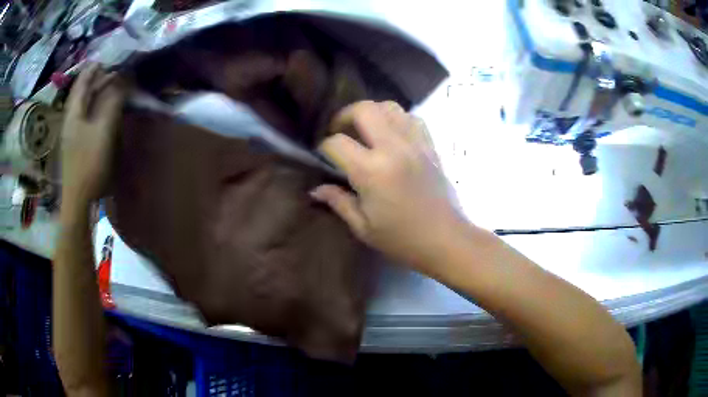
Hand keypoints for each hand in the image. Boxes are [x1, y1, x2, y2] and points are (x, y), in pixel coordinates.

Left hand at [61, 64, 125, 206]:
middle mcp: (70, 120)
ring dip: (96, 94)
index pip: (81, 83)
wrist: (79, 201)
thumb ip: (112, 103)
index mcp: (73, 113)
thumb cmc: (89, 164)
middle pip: (82, 93)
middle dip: (96, 80)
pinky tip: (103, 110)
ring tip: (110, 86)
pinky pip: (86, 118)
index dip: (92, 69)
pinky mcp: (76, 145)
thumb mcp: (103, 131)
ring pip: (83, 106)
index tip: (106, 58)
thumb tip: (122, 81)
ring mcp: (72, 134)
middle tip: (112, 71)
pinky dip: (95, 108)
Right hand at [311, 101, 468, 272]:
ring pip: (389, 107)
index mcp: (372, 171)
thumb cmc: (402, 239)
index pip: (337, 143)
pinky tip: (392, 135)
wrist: (445, 239)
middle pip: (364, 109)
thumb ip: (338, 202)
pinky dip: (397, 119)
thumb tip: (316, 189)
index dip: (323, 148)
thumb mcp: (363, 227)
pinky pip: (411, 118)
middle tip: (340, 132)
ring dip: (372, 113)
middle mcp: (393, 148)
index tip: (324, 158)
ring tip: (366, 130)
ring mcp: (415, 143)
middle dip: (344, 116)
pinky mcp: (430, 145)